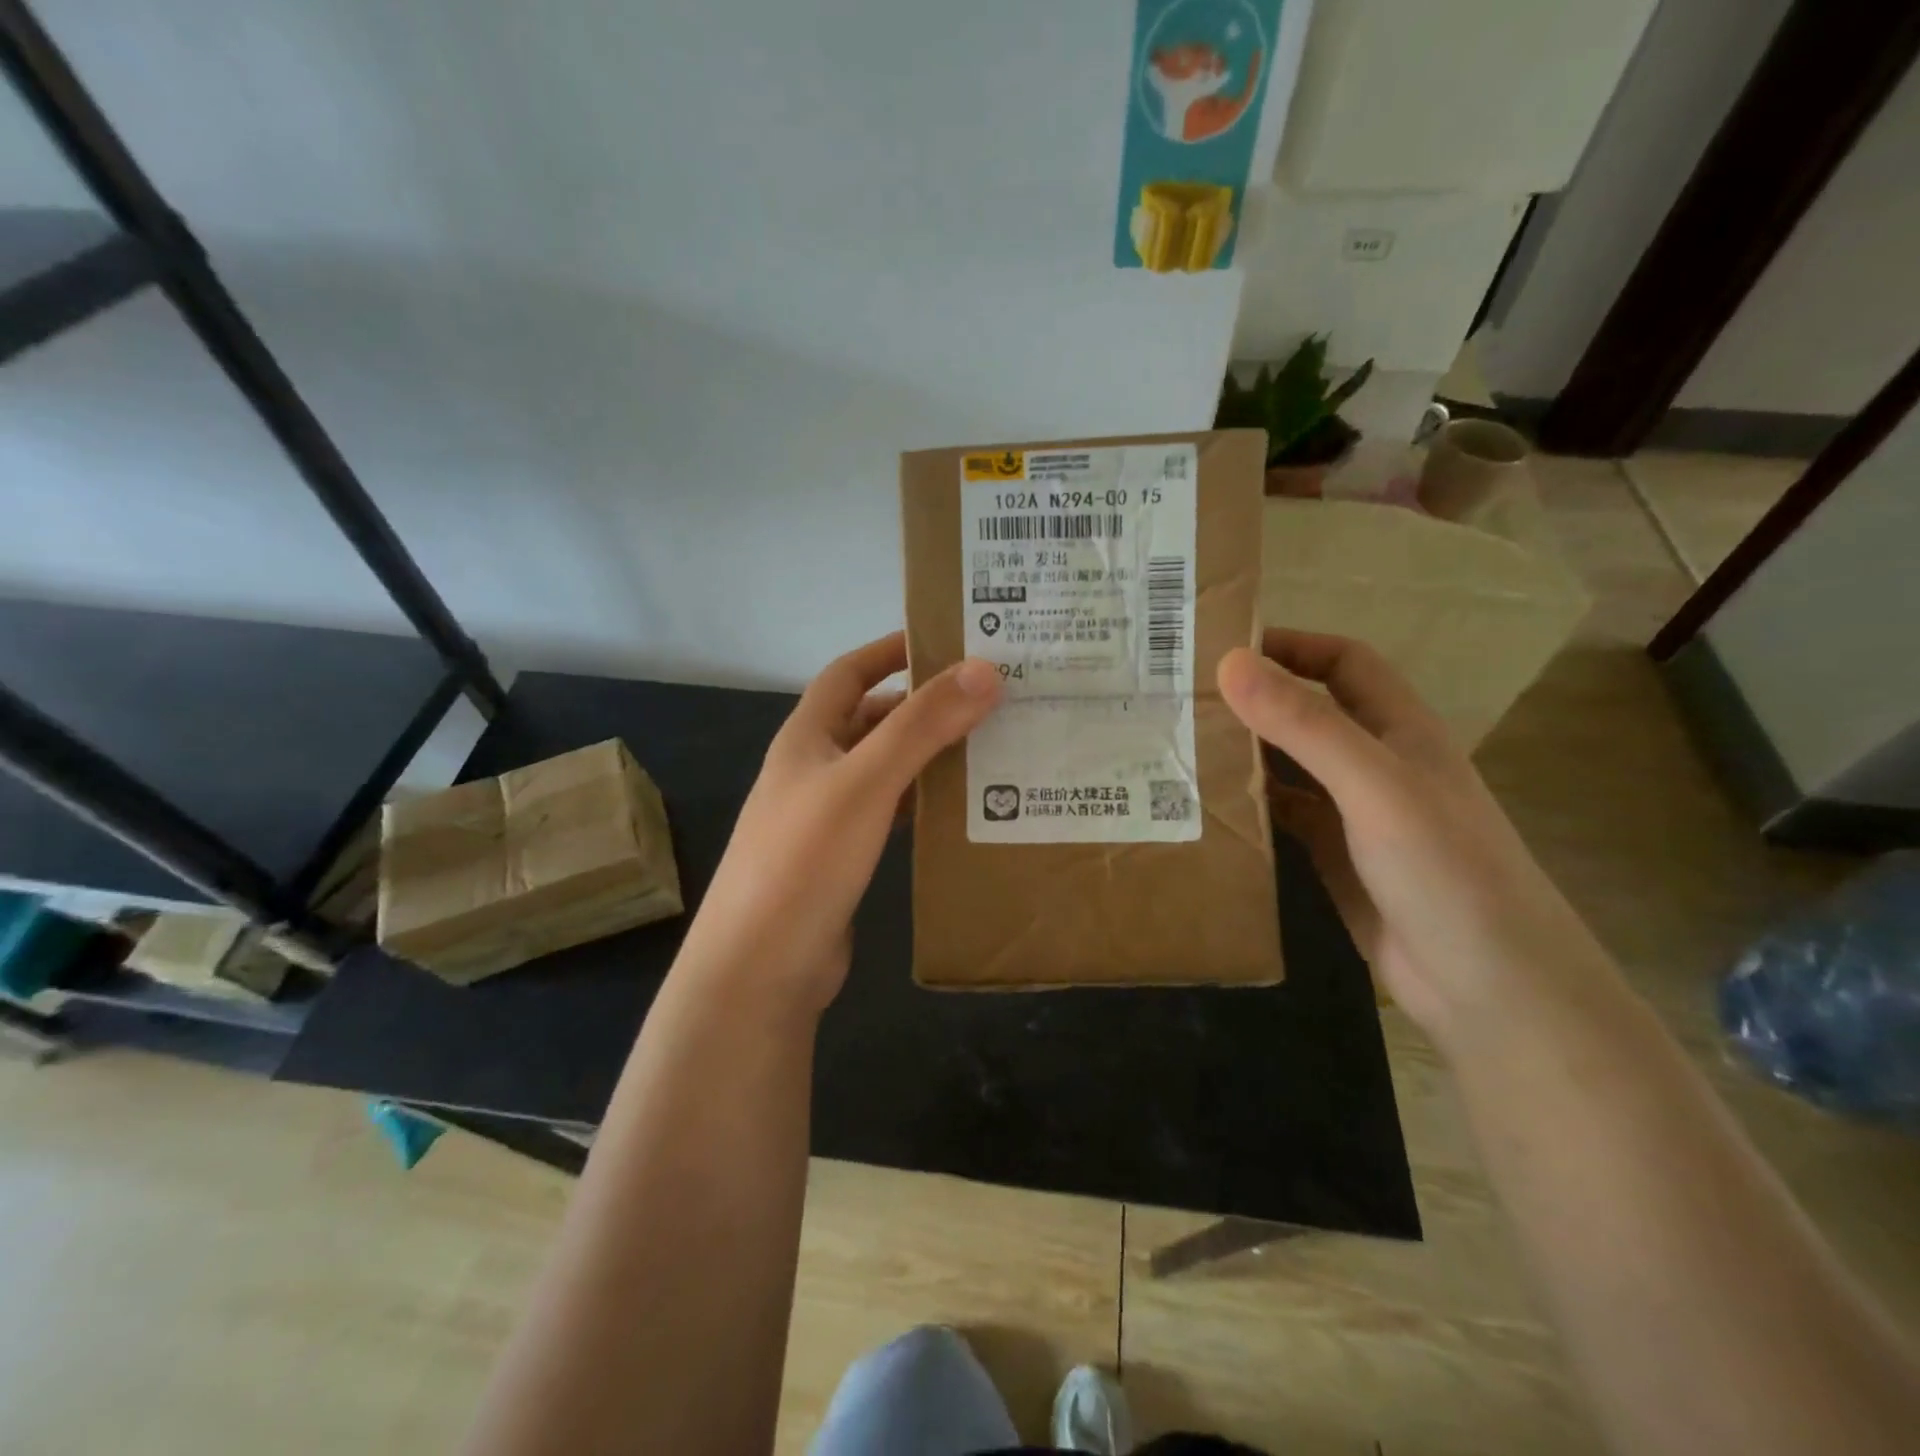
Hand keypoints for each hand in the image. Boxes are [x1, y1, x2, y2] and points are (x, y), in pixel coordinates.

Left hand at [678, 632, 1000, 1012]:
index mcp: (807, 738)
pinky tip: (963, 807)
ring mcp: (828, 816)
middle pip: (873, 720)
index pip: (849, 673)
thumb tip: (984, 670)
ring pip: (886, 768)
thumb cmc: (805, 860)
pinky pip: (891, 813)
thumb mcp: (865, 782)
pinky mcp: (844, 858)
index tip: (946, 640)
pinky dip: (923, 801)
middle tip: (988, 698)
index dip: (890, 650)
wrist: (760, 968)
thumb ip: (922, 726)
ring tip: (990, 745)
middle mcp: (814, 769)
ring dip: (929, 754)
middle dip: (923, 705)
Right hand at [1218, 629, 1608, 1048]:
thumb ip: (1305, 724)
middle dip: (1254, 700)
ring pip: (1290, 766)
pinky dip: (1249, 804)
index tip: (1224, 648)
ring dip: (1245, 753)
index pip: (1344, 663)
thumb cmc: (1444, 870)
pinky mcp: (1334, 858)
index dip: (1293, 646)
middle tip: (1182, 698)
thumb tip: (1231, 662)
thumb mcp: (1373, 785)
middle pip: (1309, 712)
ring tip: (1179, 746)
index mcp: (1399, 730)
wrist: (1490, 988)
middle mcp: (1375, 764)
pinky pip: (1283, 816)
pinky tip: (1207, 806)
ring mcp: (1354, 814)